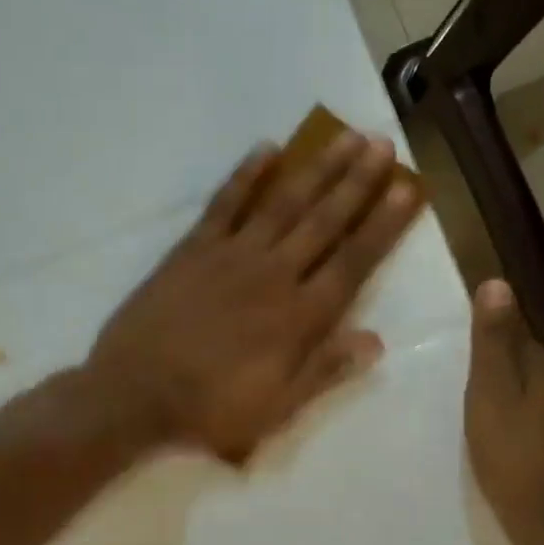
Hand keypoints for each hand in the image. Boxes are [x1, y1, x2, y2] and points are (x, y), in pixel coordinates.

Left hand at [88, 129, 421, 462]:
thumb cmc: (211, 409)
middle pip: (325, 221)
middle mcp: (274, 275)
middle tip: (384, 144)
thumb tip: (376, 340)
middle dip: (358, 182)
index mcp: (300, 316)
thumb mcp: (277, 407)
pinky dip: (247, 174)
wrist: (135, 394)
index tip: (408, 189)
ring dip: (317, 169)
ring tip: (345, 136)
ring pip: (284, 203)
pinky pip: (225, 203)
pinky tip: (268, 148)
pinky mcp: (194, 248)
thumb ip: (325, 370)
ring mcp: (232, 255)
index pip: (353, 262)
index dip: (383, 225)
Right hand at [465, 279, 543, 544]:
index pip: (522, 337)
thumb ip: (492, 342)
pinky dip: (538, 431)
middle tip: (476, 397)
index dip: (495, 346)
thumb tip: (497, 282)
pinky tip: (522, 451)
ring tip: (495, 424)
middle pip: (536, 368)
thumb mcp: (489, 394)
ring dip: (525, 404)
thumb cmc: (512, 455)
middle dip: (510, 376)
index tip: (471, 362)